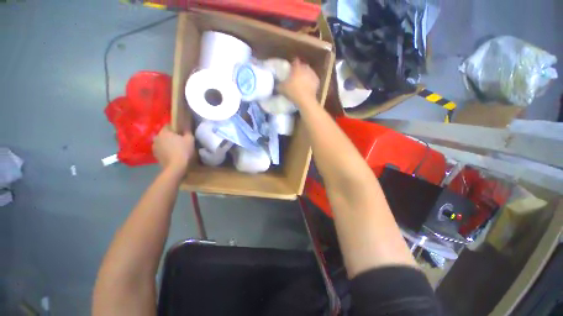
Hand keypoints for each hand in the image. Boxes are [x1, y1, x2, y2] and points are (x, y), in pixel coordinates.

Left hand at [152, 125, 193, 174]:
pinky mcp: (155, 156)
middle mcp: (156, 138)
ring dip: (167, 144)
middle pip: (164, 135)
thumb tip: (186, 126)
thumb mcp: (190, 139)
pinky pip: (161, 150)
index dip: (176, 128)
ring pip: (162, 142)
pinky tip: (173, 155)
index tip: (182, 133)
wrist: (176, 166)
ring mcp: (154, 147)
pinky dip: (165, 151)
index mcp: (164, 132)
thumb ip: (187, 131)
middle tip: (180, 141)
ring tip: (176, 149)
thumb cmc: (183, 150)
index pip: (168, 126)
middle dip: (171, 136)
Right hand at [278, 58, 319, 105]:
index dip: (292, 65)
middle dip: (300, 70)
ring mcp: (312, 74)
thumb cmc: (292, 91)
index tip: (290, 69)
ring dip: (305, 76)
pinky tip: (307, 87)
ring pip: (308, 72)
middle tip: (295, 76)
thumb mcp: (281, 88)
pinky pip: (313, 80)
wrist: (305, 100)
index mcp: (297, 67)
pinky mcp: (317, 81)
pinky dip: (310, 82)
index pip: (294, 61)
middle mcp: (305, 68)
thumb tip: (277, 84)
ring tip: (302, 82)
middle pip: (302, 66)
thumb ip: (278, 84)